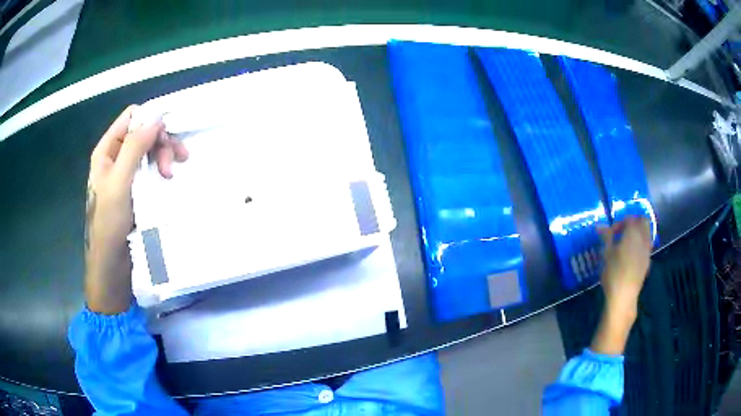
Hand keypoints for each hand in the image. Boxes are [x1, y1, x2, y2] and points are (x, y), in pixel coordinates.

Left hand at [85, 106, 187, 313]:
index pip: (131, 118)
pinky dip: (162, 169)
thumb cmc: (109, 222)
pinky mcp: (137, 187)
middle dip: (160, 143)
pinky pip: (152, 167)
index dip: (150, 120)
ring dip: (164, 156)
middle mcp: (117, 156)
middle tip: (173, 163)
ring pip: (150, 150)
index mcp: (107, 150)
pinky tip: (168, 179)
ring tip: (172, 174)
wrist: (112, 263)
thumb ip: (135, 147)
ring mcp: (127, 172)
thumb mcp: (119, 182)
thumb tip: (157, 119)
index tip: (167, 134)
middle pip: (144, 133)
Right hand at [598, 216, 651, 314]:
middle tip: (623, 231)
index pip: (629, 219)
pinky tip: (631, 255)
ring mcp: (647, 249)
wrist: (624, 296)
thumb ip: (606, 237)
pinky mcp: (648, 261)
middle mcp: (643, 237)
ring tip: (627, 243)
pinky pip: (647, 245)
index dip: (620, 223)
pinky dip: (641, 244)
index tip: (611, 233)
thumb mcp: (606, 254)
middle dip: (634, 222)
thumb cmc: (613, 273)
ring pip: (647, 232)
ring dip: (639, 233)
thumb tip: (599, 226)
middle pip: (643, 221)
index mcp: (632, 232)